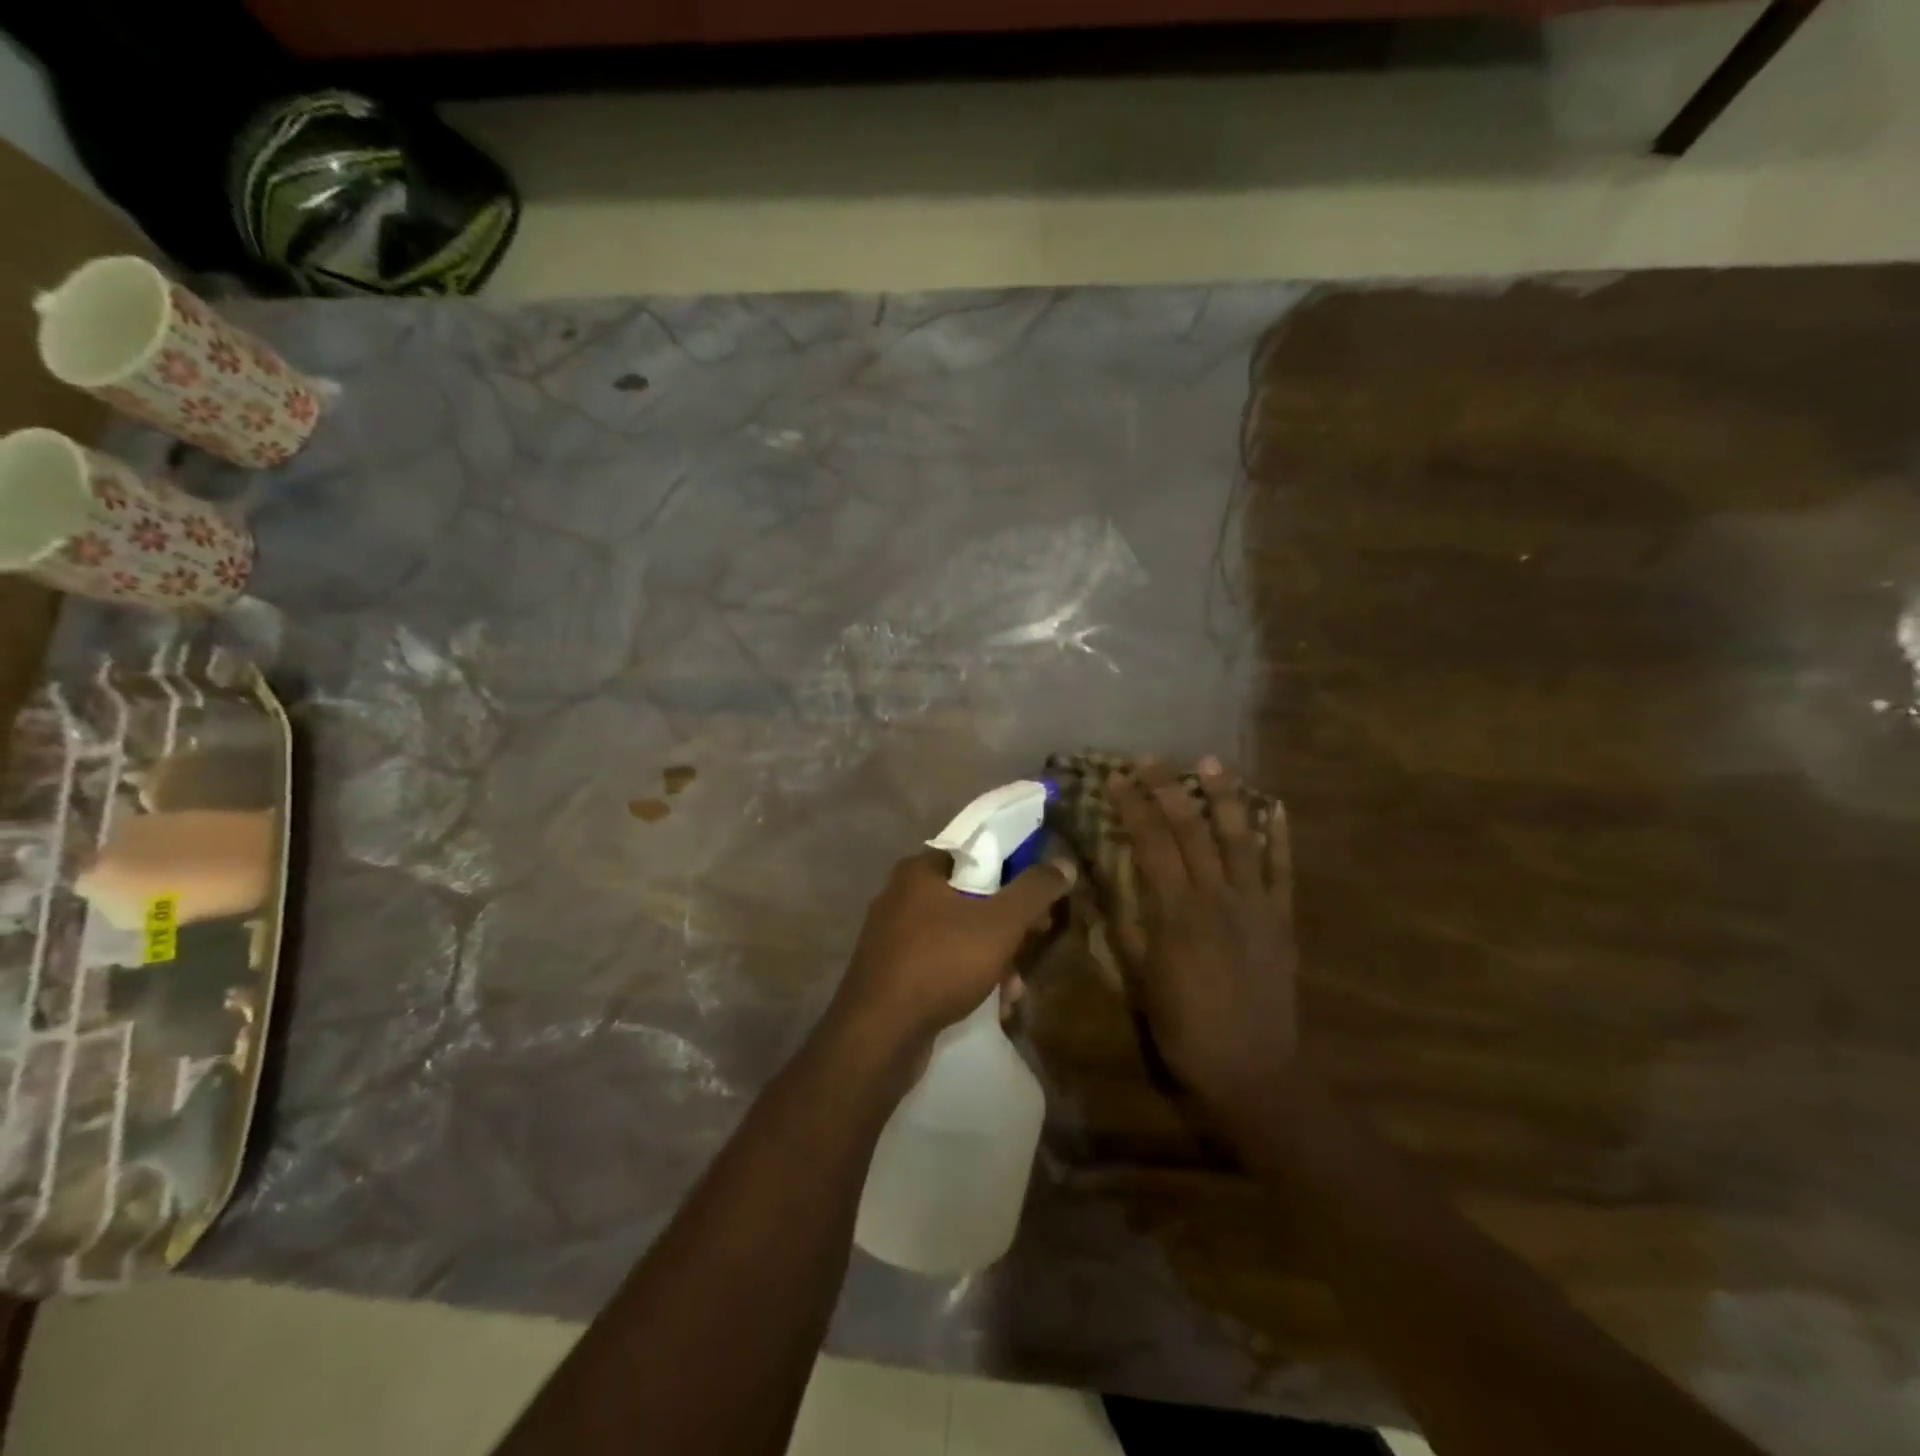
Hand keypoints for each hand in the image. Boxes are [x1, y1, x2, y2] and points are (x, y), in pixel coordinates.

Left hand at [829, 849, 1072, 1055]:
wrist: (879, 1035)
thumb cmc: (940, 963)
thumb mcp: (999, 923)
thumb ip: (1034, 890)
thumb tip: (1063, 863)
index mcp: (919, 870)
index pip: (975, 852)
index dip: (1014, 868)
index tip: (1040, 894)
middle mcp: (901, 896)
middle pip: (971, 896)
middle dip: (1008, 923)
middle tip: (1036, 939)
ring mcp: (894, 936)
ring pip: (959, 934)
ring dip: (994, 957)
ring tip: (1015, 987)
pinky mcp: (893, 972)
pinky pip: (942, 963)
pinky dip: (969, 977)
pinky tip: (994, 1004)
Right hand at [1107, 757, 1298, 1123]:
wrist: (1252, 1069)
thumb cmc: (1183, 1026)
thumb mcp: (1138, 977)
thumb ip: (1124, 923)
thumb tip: (1106, 880)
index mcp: (1175, 911)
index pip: (1150, 842)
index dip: (1133, 806)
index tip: (1118, 778)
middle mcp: (1216, 896)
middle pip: (1191, 829)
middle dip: (1169, 788)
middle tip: (1151, 758)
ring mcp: (1255, 904)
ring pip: (1240, 837)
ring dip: (1225, 796)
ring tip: (1212, 762)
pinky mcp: (1282, 919)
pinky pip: (1283, 869)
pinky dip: (1279, 836)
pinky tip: (1274, 807)